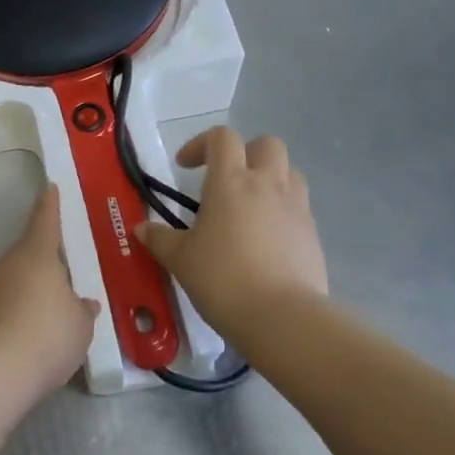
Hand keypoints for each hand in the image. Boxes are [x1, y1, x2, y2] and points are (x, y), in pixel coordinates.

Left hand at [0, 184, 99, 392]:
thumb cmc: (48, 335)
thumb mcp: (80, 325)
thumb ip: (82, 311)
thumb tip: (83, 303)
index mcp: (37, 255)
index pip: (45, 221)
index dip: (50, 205)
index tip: (49, 188)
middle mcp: (8, 265)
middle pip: (28, 255)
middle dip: (45, 263)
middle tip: (64, 275)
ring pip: (14, 282)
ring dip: (30, 292)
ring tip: (51, 316)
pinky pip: (3, 307)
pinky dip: (17, 315)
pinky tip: (30, 337)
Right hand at [135, 127, 328, 339]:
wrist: (281, 317)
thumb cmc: (222, 279)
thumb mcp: (180, 260)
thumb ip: (160, 239)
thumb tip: (141, 228)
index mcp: (230, 181)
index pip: (222, 137)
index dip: (201, 144)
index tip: (185, 167)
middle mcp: (267, 184)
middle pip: (266, 144)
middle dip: (245, 152)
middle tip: (226, 179)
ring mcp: (296, 207)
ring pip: (289, 172)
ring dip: (269, 178)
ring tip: (249, 206)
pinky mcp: (313, 233)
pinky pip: (299, 206)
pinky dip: (282, 210)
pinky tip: (266, 239)